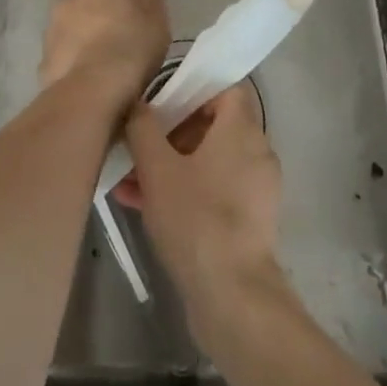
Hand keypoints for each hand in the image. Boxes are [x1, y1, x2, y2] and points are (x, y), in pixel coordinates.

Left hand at [37, 0, 173, 102]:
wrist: (95, 89)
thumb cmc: (132, 44)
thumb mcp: (155, 8)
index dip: (127, 8)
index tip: (139, 28)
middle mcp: (69, 0)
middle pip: (90, 10)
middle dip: (102, 25)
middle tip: (126, 51)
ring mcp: (53, 32)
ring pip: (74, 35)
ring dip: (87, 48)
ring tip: (110, 76)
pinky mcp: (44, 63)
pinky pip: (65, 62)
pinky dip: (76, 71)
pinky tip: (92, 89)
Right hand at [114, 84, 284, 325]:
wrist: (233, 297)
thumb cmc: (196, 218)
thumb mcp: (157, 167)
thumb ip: (143, 127)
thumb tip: (138, 106)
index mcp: (242, 130)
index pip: (225, 88)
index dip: (193, 88)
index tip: (162, 101)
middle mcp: (256, 153)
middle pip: (214, 125)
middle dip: (172, 132)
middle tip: (139, 143)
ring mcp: (256, 190)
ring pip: (209, 161)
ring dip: (171, 164)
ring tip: (130, 180)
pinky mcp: (250, 222)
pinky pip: (214, 190)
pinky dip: (185, 190)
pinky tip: (143, 206)